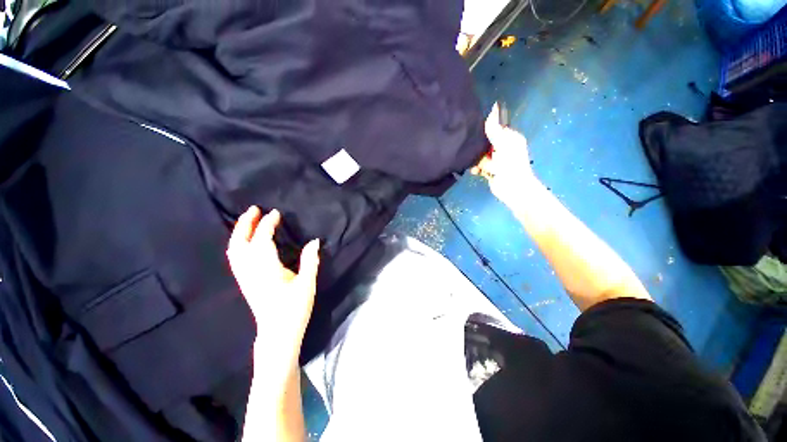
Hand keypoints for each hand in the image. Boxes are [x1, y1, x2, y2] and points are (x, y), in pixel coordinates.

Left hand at [227, 206, 319, 365]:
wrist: (277, 333)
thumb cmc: (294, 309)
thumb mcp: (307, 284)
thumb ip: (310, 261)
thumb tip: (314, 241)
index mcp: (267, 270)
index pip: (262, 241)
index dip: (267, 224)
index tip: (276, 213)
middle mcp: (250, 271)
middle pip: (240, 243)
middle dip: (245, 224)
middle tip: (254, 209)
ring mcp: (245, 278)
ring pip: (234, 250)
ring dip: (239, 232)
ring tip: (248, 220)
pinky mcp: (245, 283)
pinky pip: (236, 258)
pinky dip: (238, 244)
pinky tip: (245, 241)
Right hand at [471, 103, 537, 205]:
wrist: (513, 190)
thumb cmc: (510, 166)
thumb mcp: (503, 145)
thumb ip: (495, 129)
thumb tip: (493, 107)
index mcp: (509, 138)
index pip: (493, 129)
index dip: (483, 132)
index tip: (475, 136)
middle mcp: (503, 147)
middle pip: (484, 142)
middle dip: (478, 149)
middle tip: (478, 155)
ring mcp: (496, 159)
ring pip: (480, 155)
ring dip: (477, 161)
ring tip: (480, 167)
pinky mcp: (491, 170)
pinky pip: (479, 165)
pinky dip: (477, 169)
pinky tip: (477, 172)